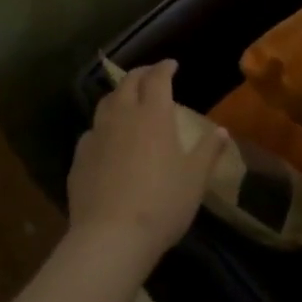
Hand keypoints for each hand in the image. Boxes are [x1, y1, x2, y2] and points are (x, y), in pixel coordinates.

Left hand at [68, 60, 222, 279]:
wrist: (110, 237)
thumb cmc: (162, 203)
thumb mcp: (195, 179)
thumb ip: (209, 150)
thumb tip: (222, 131)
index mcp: (154, 115)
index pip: (158, 78)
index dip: (165, 67)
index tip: (172, 64)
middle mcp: (123, 116)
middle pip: (128, 83)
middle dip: (141, 74)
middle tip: (151, 75)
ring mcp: (97, 136)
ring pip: (105, 103)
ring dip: (118, 95)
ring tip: (127, 100)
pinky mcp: (79, 158)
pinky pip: (91, 131)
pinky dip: (102, 126)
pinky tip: (106, 139)